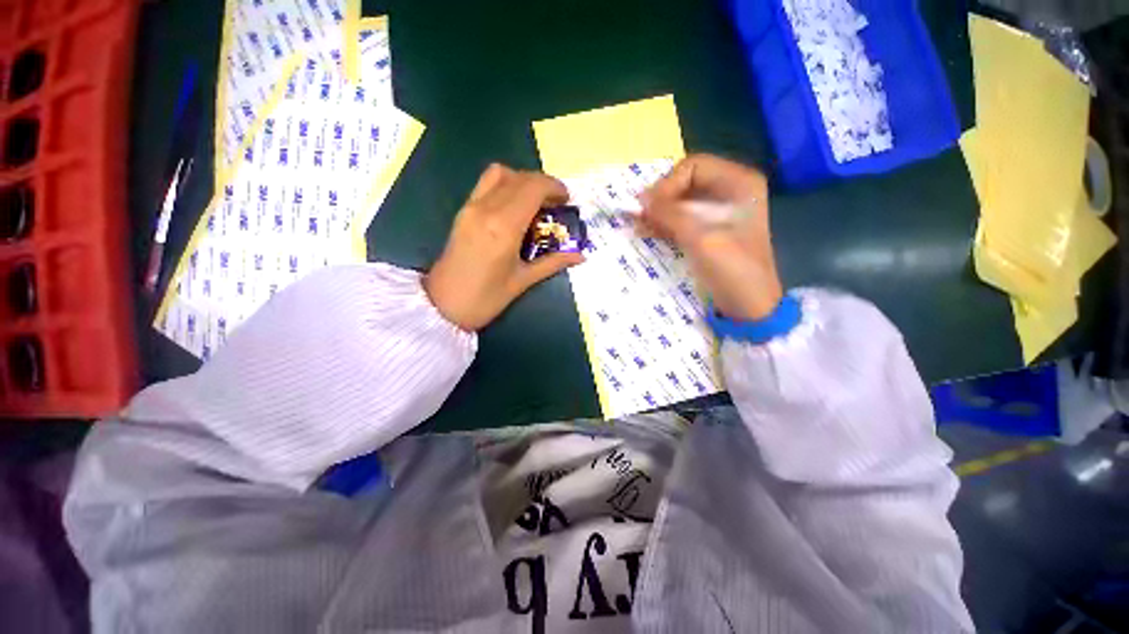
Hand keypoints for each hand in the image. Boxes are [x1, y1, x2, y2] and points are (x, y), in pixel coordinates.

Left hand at [425, 164, 584, 331]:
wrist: (442, 306)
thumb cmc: (485, 299)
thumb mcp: (523, 281)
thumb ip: (553, 263)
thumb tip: (580, 256)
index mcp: (504, 227)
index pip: (533, 188)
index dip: (554, 187)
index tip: (567, 200)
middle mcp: (486, 209)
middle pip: (519, 177)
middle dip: (543, 184)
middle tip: (556, 203)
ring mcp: (471, 207)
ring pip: (500, 174)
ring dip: (523, 181)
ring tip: (536, 203)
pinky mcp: (463, 211)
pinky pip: (487, 184)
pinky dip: (506, 186)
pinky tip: (515, 208)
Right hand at [639, 154, 782, 320]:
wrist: (748, 304)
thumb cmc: (731, 268)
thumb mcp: (699, 237)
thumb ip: (669, 214)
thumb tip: (641, 198)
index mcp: (738, 183)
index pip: (693, 166)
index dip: (668, 183)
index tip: (650, 207)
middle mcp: (731, 190)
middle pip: (686, 182)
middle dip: (662, 198)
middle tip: (642, 217)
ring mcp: (720, 211)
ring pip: (681, 200)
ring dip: (660, 212)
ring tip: (641, 226)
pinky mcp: (710, 229)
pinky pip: (682, 217)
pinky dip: (665, 223)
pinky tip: (650, 232)